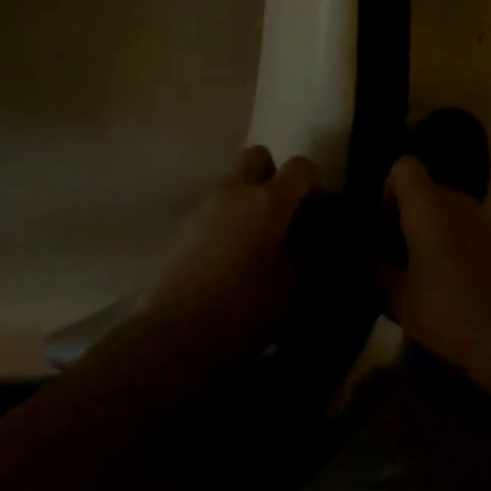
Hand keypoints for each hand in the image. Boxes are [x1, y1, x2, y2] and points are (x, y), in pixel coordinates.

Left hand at [145, 146, 319, 360]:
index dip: (311, 180)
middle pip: (258, 156)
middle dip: (272, 174)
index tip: (314, 206)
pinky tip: (227, 254)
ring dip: (246, 197)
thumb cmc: (243, 309)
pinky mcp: (183, 226)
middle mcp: (236, 191)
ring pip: (232, 181)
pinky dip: (225, 219)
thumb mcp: (290, 287)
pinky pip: (213, 208)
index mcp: (269, 200)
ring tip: (252, 238)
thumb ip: (303, 253)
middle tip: (279, 209)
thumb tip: (305, 239)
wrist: (176, 333)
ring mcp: (205, 205)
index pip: (299, 166)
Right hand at [379, 154, 490, 373]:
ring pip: (454, 212)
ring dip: (441, 232)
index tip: (388, 222)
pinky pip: (476, 232)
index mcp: (426, 204)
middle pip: (430, 191)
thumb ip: (382, 272)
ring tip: (435, 273)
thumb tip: (376, 260)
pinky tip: (465, 284)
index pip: (405, 166)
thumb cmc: (445, 308)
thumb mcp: (399, 299)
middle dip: (415, 217)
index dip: (392, 188)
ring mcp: (487, 217)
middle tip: (405, 256)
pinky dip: (466, 247)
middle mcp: (457, 200)